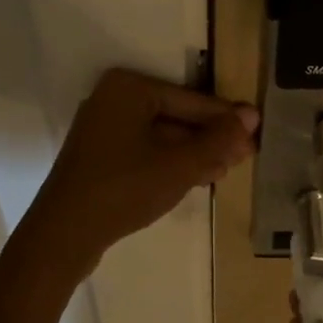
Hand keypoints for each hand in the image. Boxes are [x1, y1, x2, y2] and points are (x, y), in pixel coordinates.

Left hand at [26, 68, 257, 273]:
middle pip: (178, 116)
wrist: (64, 235)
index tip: (257, 134)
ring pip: (164, 135)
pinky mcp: (101, 154)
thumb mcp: (180, 164)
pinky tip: (198, 177)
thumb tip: (252, 116)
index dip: (227, 121)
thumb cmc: (124, 189)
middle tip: (245, 157)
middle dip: (211, 139)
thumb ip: (218, 139)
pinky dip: (171, 162)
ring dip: (195, 153)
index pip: (193, 101)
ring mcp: (104, 127)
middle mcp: (114, 98)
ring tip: (226, 170)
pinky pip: (146, 149)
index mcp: (130, 87)